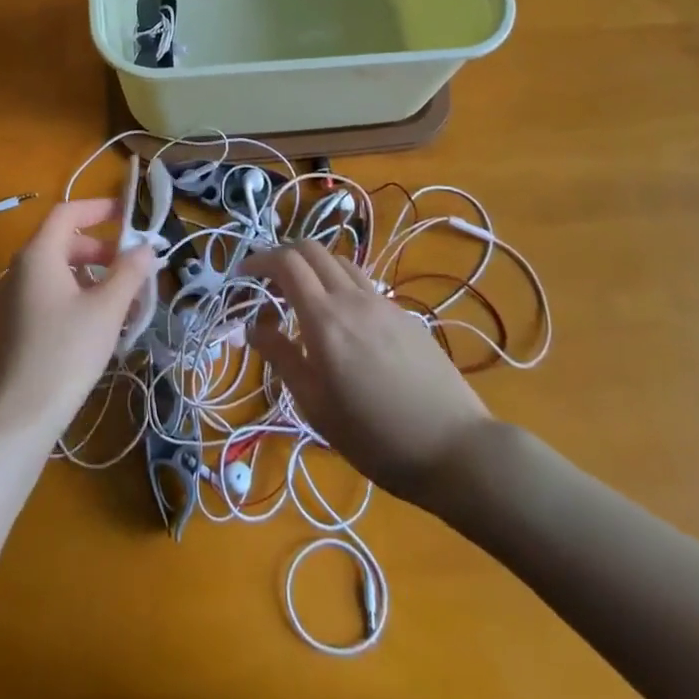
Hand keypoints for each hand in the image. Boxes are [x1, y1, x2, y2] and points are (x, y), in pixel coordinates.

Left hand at [0, 198, 155, 440]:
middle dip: (101, 248)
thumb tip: (146, 248)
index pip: (67, 212)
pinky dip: (76, 294)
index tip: (129, 215)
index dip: (99, 208)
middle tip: (132, 265)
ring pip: (58, 270)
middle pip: (64, 241)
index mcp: (38, 254)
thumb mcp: (107, 309)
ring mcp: (14, 298)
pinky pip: (49, 293)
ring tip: (123, 298)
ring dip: (92, 275)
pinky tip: (100, 323)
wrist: (20, 414)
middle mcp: (21, 269)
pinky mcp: (15, 325)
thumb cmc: (66, 351)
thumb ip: (129, 272)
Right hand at [247, 241, 491, 508]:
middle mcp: (352, 298)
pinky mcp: (405, 315)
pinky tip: (342, 319)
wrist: (455, 448)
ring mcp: (383, 303)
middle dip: (283, 255)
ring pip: (340, 261)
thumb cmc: (375, 437)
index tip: (242, 273)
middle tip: (267, 281)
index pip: (286, 263)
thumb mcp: (316, 406)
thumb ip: (282, 358)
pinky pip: (363, 283)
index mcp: (325, 319)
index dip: (259, 260)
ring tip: (302, 295)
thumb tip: (254, 328)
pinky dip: (340, 283)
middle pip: (312, 249)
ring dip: (313, 265)